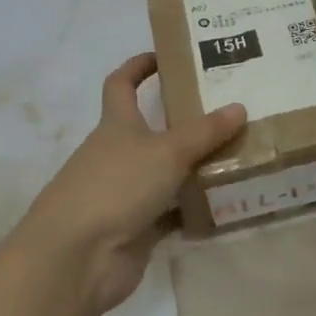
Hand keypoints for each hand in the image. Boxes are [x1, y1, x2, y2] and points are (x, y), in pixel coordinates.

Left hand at [8, 53, 244, 315]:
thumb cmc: (116, 186)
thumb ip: (204, 132)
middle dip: (184, 121)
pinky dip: (194, 208)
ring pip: (166, 172)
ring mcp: (125, 193)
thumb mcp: (167, 152)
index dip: (138, 67)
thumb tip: (239, 107)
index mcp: (116, 125)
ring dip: (194, 166)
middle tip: (227, 111)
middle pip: (151, 129)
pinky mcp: (136, 229)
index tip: (165, 56)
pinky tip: (227, 202)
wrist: (76, 258)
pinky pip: (172, 212)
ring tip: (239, 154)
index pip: (121, 84)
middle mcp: (118, 154)